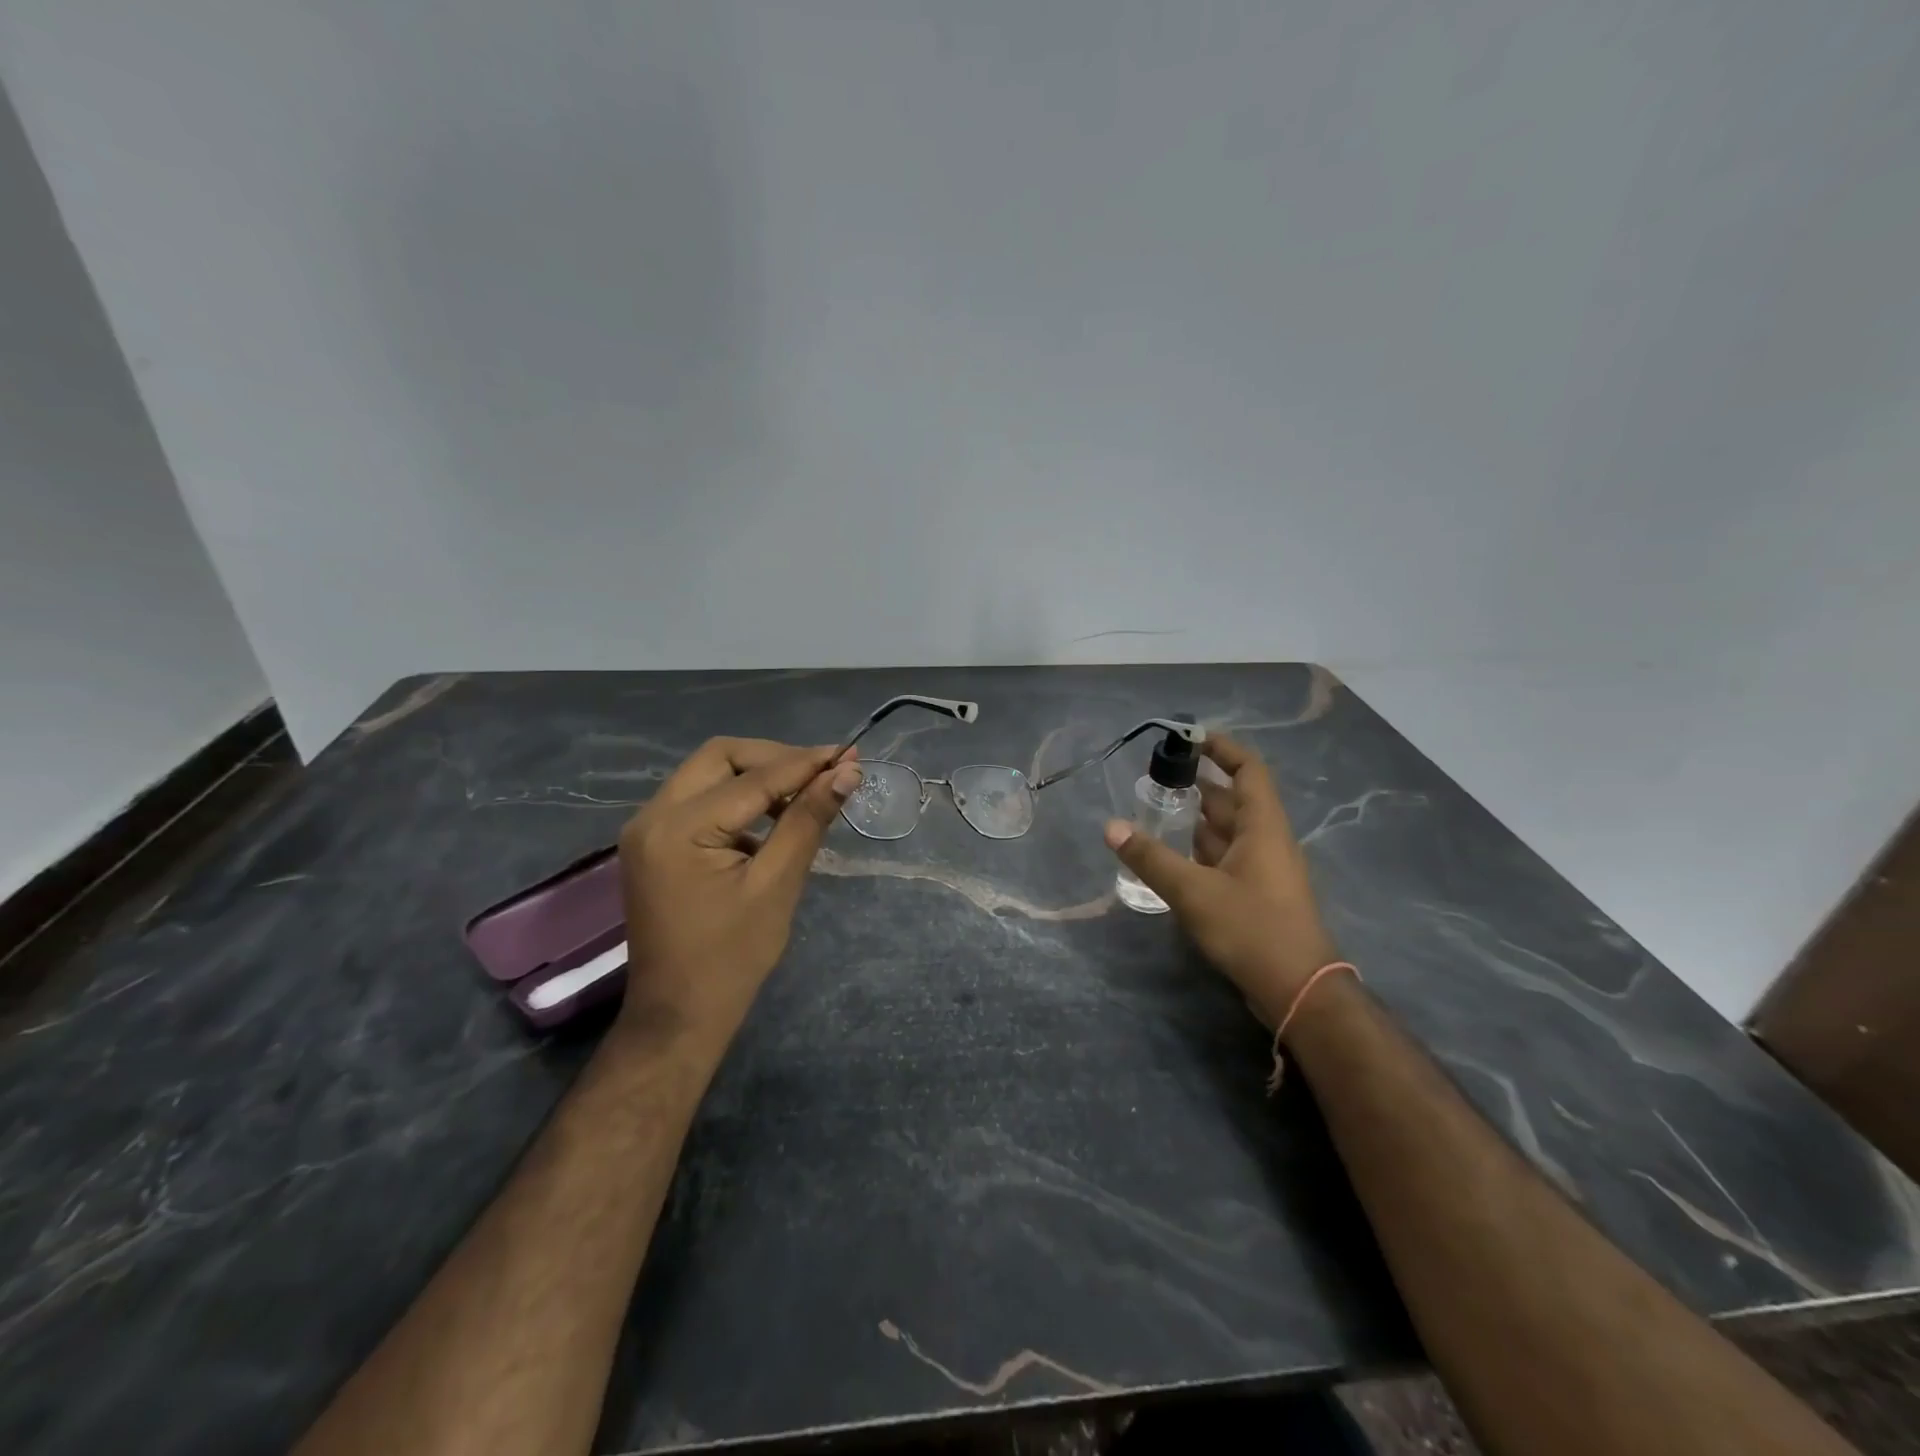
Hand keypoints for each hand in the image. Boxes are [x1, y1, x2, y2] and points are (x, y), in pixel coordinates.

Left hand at [617, 738, 860, 1045]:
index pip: (753, 778)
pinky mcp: (654, 843)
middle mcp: (652, 815)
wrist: (678, 1016)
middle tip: (822, 774)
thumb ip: (808, 821)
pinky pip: (699, 799)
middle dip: (775, 759)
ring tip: (804, 795)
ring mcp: (647, 828)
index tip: (850, 753)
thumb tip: (847, 772)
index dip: (805, 763)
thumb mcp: (777, 885)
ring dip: (757, 776)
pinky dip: (738, 798)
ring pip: (709, 773)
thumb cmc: (732, 958)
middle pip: (720, 757)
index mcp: (678, 828)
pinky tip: (771, 820)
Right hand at [1105, 734, 1337, 1026]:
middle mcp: (1266, 841)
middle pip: (1233, 800)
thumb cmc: (1251, 929)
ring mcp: (1263, 870)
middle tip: (1156, 779)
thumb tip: (1111, 827)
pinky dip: (1200, 850)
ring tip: (1156, 811)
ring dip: (1196, 820)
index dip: (1222, 749)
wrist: (1298, 991)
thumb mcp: (1194, 891)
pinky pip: (1226, 859)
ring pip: (1227, 832)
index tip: (1189, 739)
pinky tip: (1172, 856)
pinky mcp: (1256, 896)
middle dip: (1198, 786)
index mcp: (1263, 827)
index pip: (1248, 771)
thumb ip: (1151, 858)